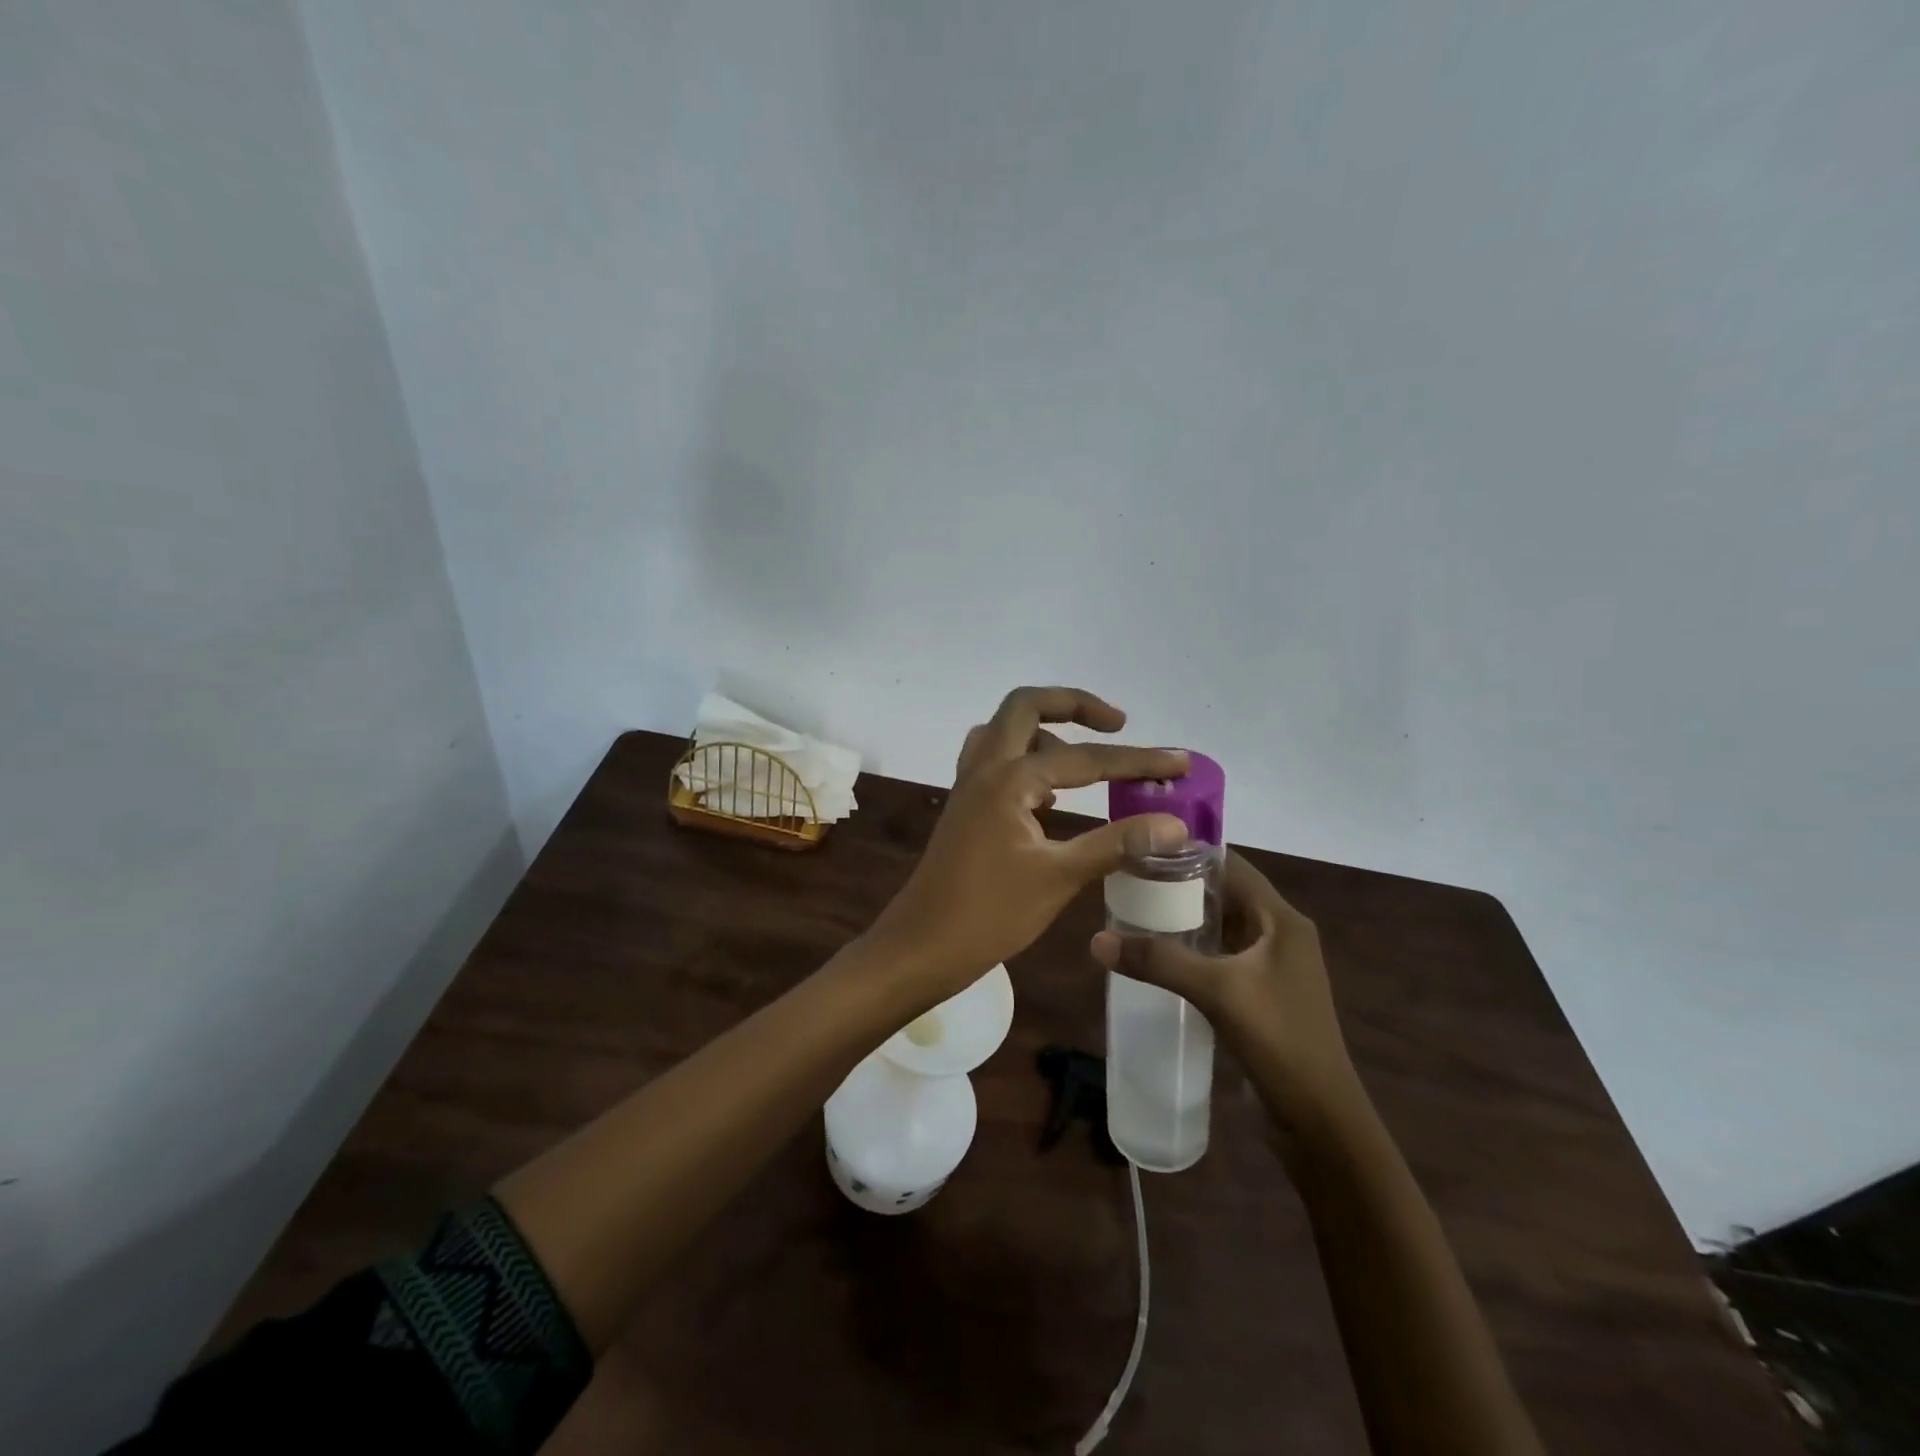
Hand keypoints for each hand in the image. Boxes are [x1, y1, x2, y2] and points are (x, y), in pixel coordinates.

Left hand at [869, 687, 1189, 1000]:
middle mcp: (984, 769)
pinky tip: (1051, 797)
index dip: (1137, 760)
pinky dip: (1026, 761)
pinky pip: (995, 762)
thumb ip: (1116, 845)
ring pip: (1005, 732)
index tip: (1180, 762)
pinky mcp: (965, 807)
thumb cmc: (988, 915)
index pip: (1085, 759)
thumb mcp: (1058, 878)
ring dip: (1045, 732)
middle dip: (1073, 706)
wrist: (920, 947)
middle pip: (1025, 706)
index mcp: (1008, 779)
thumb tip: (1175, 825)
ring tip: (1084, 764)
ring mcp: (968, 786)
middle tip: (1116, 724)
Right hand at [1091, 850, 1358, 1118]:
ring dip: (1186, 921)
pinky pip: (1223, 958)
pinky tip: (1160, 960)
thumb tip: (1096, 939)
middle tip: (1130, 884)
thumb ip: (1158, 961)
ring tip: (1136, 916)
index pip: (1233, 866)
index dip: (1190, 854)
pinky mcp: (1263, 994)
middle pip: (1225, 894)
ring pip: (1223, 928)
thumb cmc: (1279, 1040)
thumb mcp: (1217, 992)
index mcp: (1282, 920)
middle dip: (1180, 888)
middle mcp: (1281, 935)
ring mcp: (1274, 967)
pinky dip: (1194, 952)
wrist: (1321, 1121)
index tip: (1143, 851)